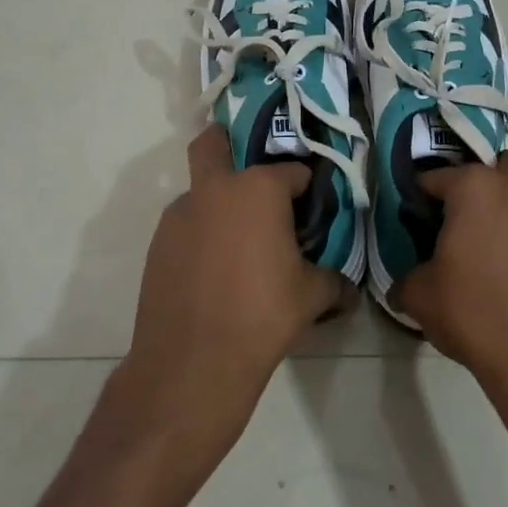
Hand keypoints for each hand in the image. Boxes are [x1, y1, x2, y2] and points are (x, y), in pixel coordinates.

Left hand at [116, 126, 344, 475]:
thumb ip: (334, 280)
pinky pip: (186, 225)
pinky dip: (202, 233)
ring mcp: (179, 215)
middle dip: (230, 143)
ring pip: (200, 190)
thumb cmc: (262, 316)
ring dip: (219, 201)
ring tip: (240, 243)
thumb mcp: (312, 296)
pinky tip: (216, 270)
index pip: (292, 171)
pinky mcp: (157, 244)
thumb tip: (349, 286)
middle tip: (254, 175)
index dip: (307, 187)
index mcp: (258, 189)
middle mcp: (214, 189)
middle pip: (214, 143)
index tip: (313, 207)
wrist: (192, 363)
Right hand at [394, 151, 507, 391]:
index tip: (421, 217)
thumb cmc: (477, 317)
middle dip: (484, 186)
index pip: (438, 177)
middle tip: (472, 224)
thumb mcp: (420, 298)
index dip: (425, 196)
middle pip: (499, 168)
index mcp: (476, 188)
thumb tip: (405, 282)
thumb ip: (407, 277)